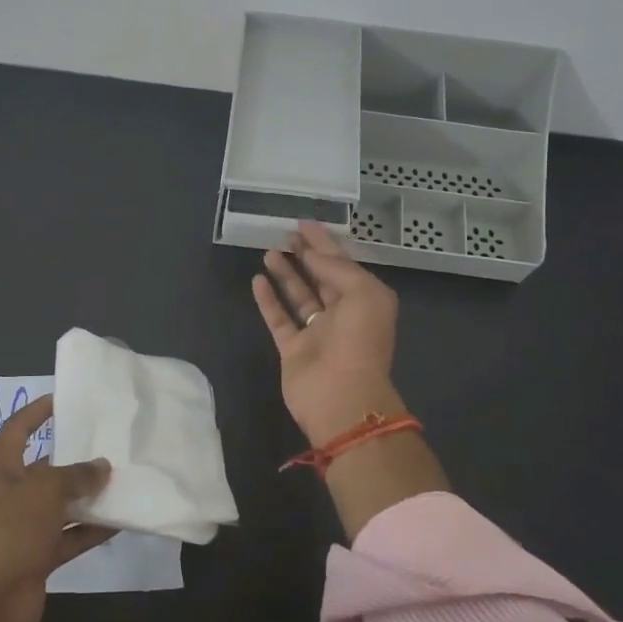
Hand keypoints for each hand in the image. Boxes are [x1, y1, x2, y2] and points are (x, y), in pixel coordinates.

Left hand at [0, 394, 112, 621]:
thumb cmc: (10, 531)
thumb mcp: (45, 490)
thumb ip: (76, 475)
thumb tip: (102, 467)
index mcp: (1, 471)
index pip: (16, 430)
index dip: (35, 413)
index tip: (62, 399)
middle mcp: (11, 496)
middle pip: (44, 469)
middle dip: (73, 459)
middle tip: (107, 444)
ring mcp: (25, 529)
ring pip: (61, 505)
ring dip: (88, 496)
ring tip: (122, 480)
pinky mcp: (39, 557)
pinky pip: (70, 536)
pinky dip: (92, 529)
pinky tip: (121, 521)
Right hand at [251, 220, 404, 443]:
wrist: (342, 398)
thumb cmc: (359, 342)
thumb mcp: (363, 294)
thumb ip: (337, 268)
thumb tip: (313, 255)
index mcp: (365, 301)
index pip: (343, 264)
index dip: (325, 242)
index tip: (305, 223)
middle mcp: (342, 315)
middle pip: (321, 278)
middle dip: (306, 254)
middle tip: (286, 234)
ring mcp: (316, 333)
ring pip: (299, 297)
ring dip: (286, 274)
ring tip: (269, 252)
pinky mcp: (293, 350)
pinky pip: (279, 319)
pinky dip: (268, 300)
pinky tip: (257, 280)